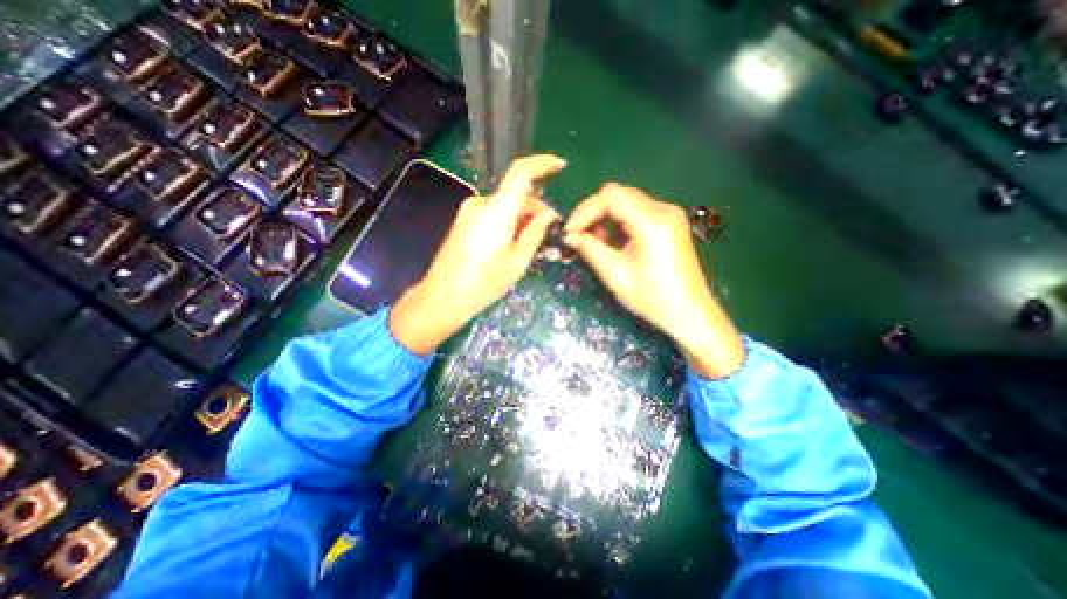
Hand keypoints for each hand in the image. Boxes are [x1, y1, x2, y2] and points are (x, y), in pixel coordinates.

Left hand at [390, 152, 565, 355]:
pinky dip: (506, 221)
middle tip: (549, 228)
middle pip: (514, 193)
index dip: (542, 164)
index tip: (560, 166)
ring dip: (520, 216)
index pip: (521, 172)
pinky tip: (511, 243)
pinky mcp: (462, 221)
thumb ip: (535, 233)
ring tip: (530, 242)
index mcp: (497, 210)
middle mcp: (481, 204)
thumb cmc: (484, 283)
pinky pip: (492, 213)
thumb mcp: (517, 261)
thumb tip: (549, 213)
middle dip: (535, 207)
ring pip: (504, 205)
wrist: (442, 297)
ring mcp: (468, 212)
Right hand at [566, 184, 742, 376]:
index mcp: (652, 221)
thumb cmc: (652, 297)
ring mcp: (668, 215)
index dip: (584, 211)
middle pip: (618, 194)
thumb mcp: (616, 274)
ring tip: (593, 241)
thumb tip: (569, 235)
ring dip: (605, 217)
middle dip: (593, 212)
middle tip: (577, 235)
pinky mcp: (669, 223)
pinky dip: (618, 221)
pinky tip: (611, 240)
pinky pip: (636, 212)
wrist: (689, 313)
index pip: (610, 197)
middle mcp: (663, 209)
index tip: (569, 231)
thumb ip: (590, 249)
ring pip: (626, 201)